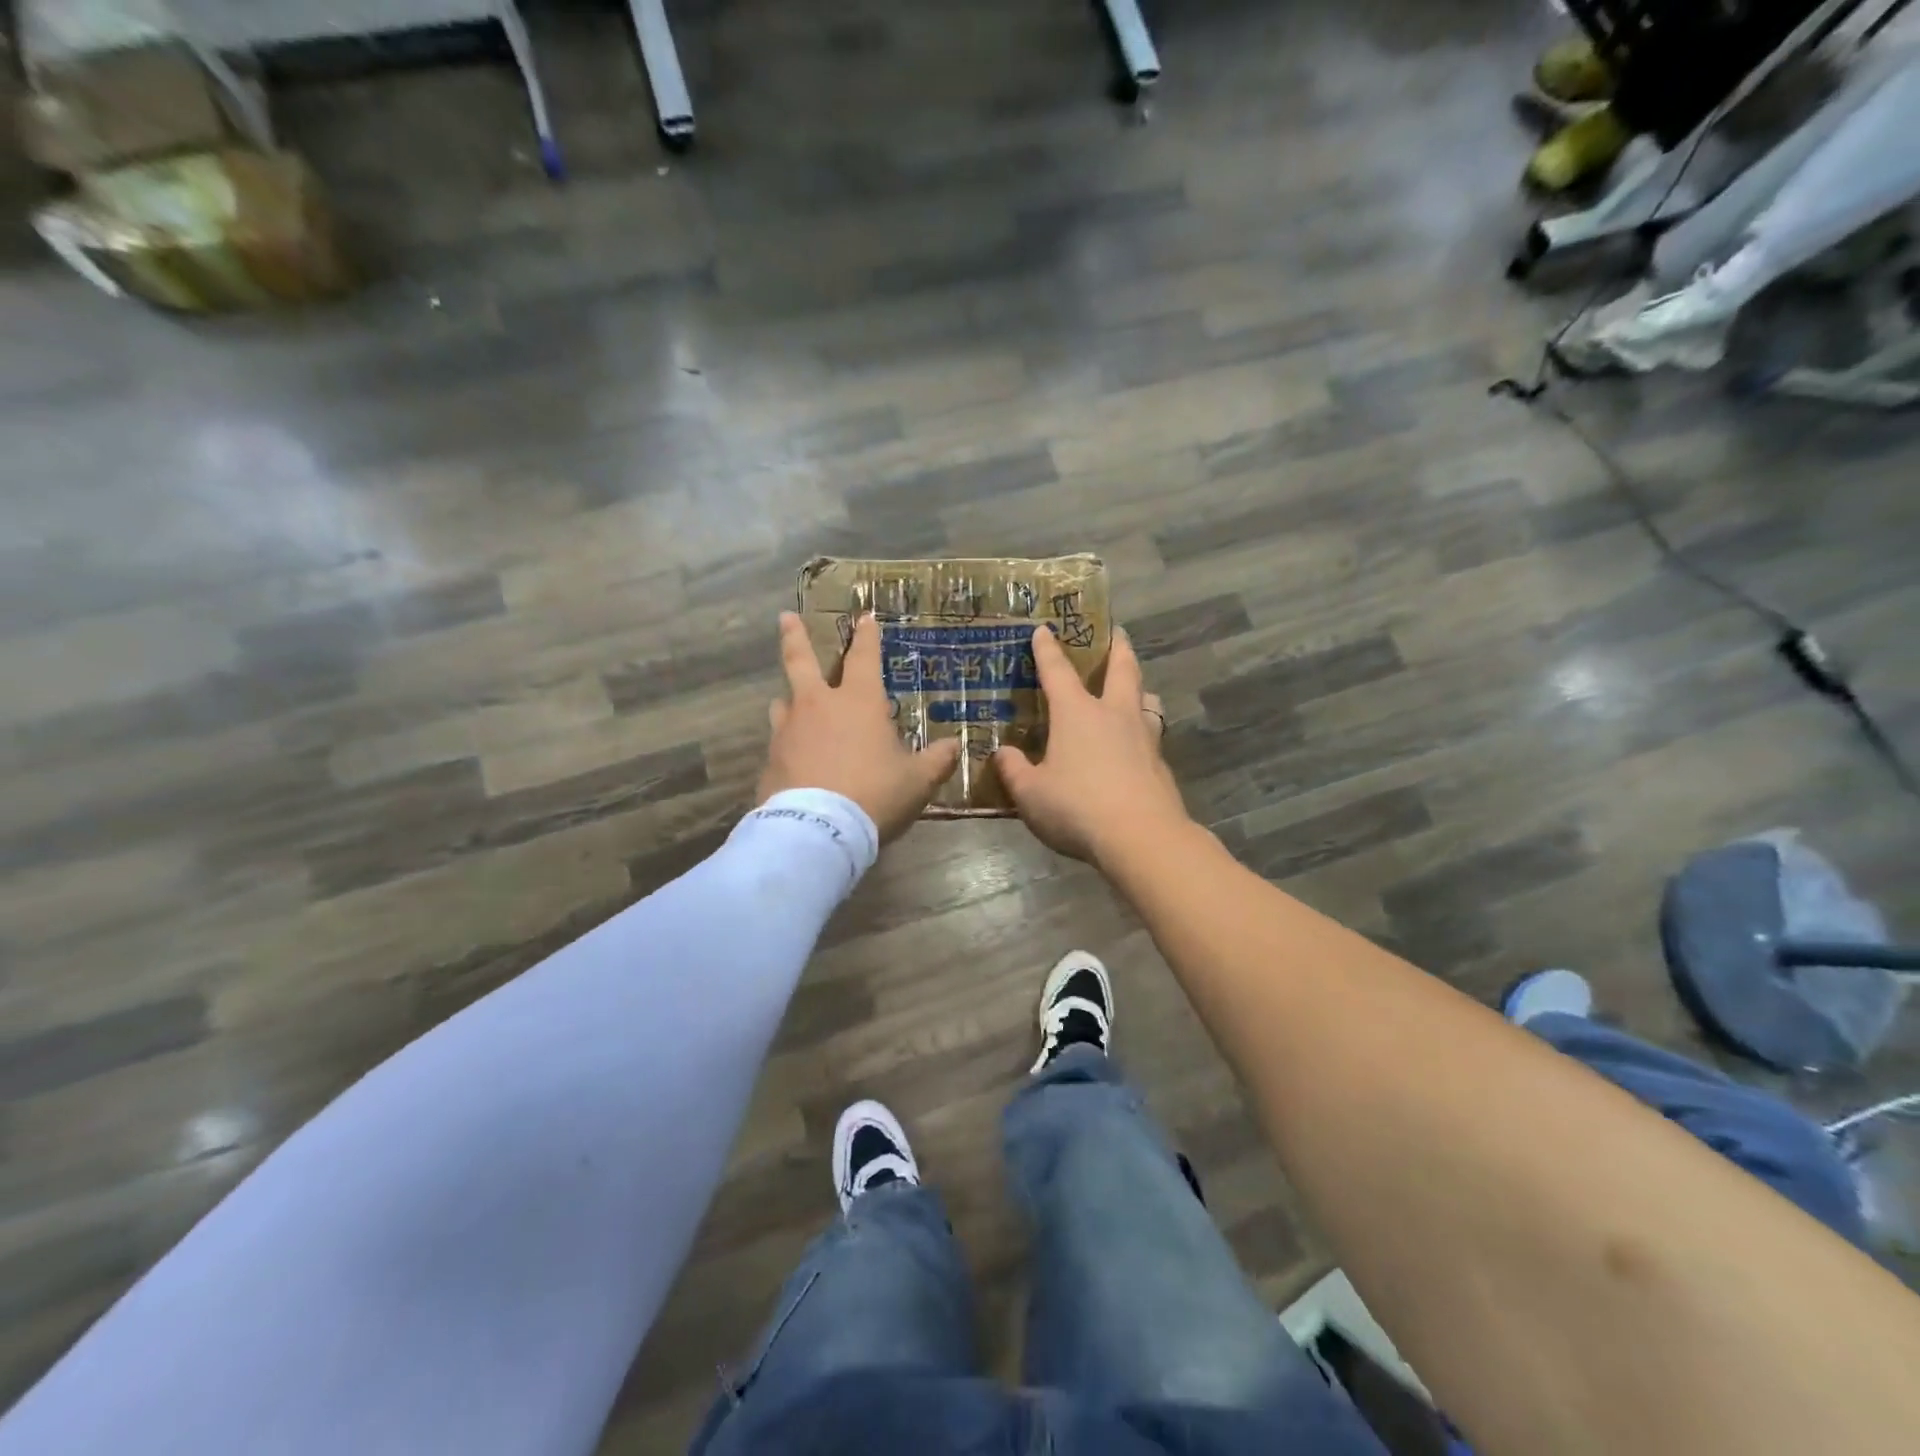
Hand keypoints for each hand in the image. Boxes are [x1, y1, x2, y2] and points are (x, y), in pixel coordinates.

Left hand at [758, 612, 961, 842]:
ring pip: (784, 701)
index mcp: (858, 702)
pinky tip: (793, 758)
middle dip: (795, 636)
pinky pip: (779, 741)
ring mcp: (788, 731)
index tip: (865, 617)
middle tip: (786, 617)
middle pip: (801, 660)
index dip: (866, 636)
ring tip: (791, 702)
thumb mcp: (917, 781)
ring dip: (790, 698)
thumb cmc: (875, 795)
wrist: (818, 831)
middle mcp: (818, 706)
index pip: (863, 657)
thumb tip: (955, 745)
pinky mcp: (770, 759)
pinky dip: (787, 742)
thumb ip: (937, 760)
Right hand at [994, 625, 1190, 862]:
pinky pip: (1152, 735)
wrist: (1141, 837)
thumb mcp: (1030, 794)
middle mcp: (1114, 715)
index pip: (1058, 671)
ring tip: (1136, 690)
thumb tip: (1003, 753)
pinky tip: (1137, 746)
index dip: (1048, 649)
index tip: (1044, 629)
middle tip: (1117, 632)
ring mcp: (1143, 737)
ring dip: (1140, 688)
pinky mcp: (1160, 764)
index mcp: (1077, 714)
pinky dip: (1144, 730)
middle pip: (1122, 669)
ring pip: (1146, 699)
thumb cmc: (1077, 807)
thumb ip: (1013, 770)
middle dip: (1117, 647)